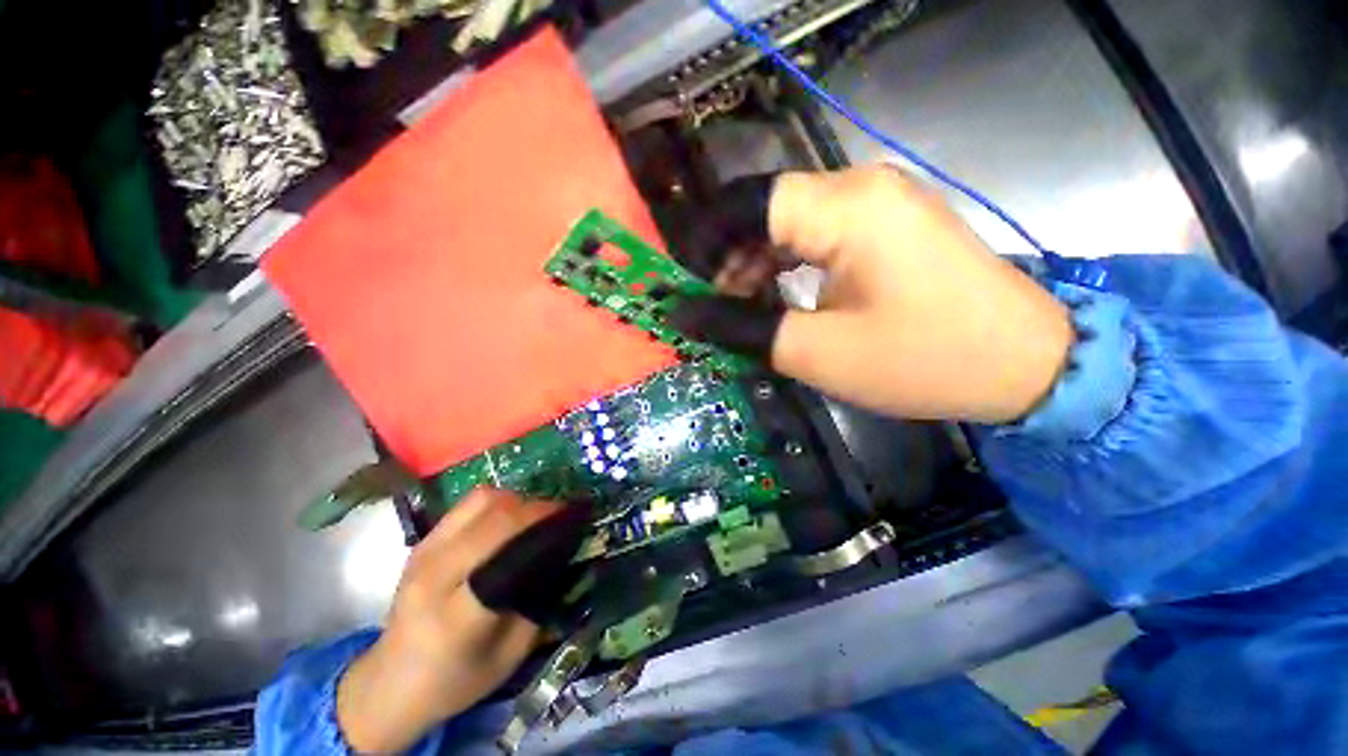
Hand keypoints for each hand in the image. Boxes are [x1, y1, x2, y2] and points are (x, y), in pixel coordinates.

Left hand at [336, 489, 579, 752]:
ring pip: (483, 499)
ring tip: (536, 516)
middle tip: (563, 515)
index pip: (508, 549)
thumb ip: (540, 601)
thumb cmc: (457, 679)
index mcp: (457, 614)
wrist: (390, 683)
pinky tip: (510, 518)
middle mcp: (436, 574)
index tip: (575, 519)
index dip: (546, 524)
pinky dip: (498, 502)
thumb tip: (567, 553)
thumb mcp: (512, 654)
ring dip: (518, 500)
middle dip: (539, 507)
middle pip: (498, 515)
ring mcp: (425, 551)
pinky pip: (469, 503)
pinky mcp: (423, 540)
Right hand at [671, 166, 1072, 423]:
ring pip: (791, 222)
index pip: (747, 204)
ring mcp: (880, 203)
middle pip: (767, 211)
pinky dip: (789, 264)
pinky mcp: (890, 225)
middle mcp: (861, 187)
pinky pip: (820, 234)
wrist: (1027, 365)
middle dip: (731, 261)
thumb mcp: (816, 351)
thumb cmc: (922, 359)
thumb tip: (684, 315)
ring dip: (758, 264)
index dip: (708, 246)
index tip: (690, 290)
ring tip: (746, 309)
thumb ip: (741, 329)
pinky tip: (781, 297)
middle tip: (717, 310)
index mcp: (846, 208)